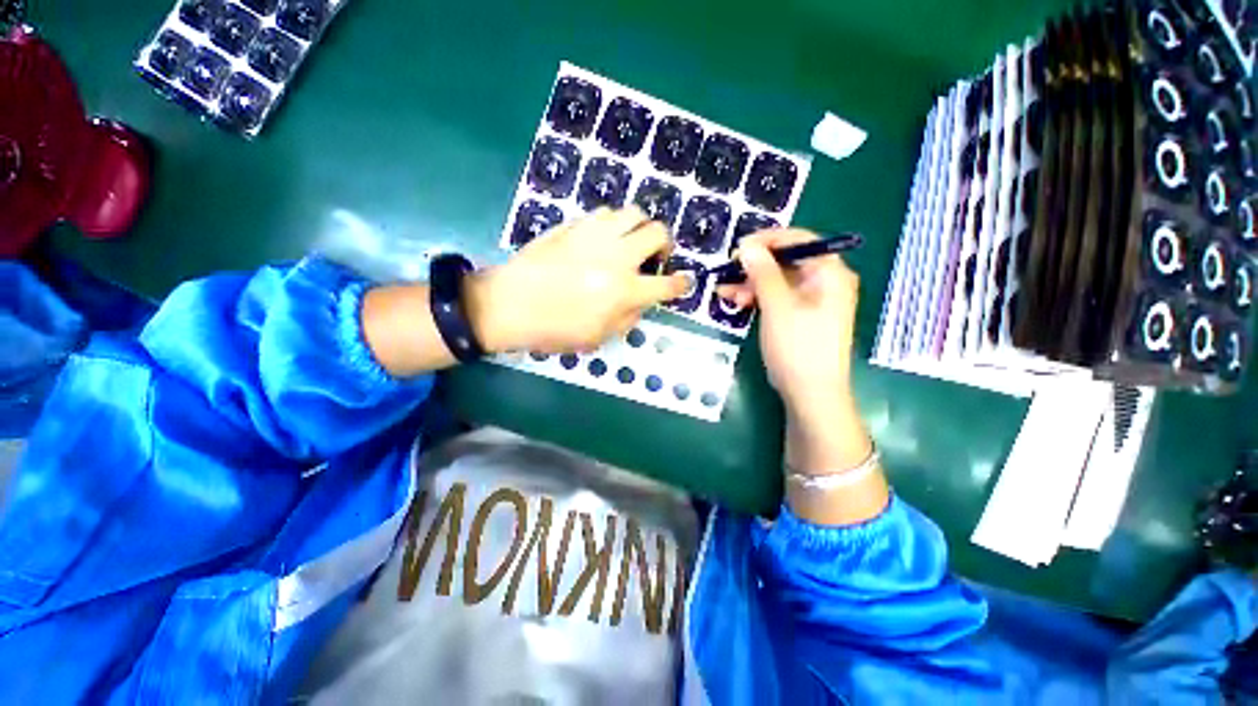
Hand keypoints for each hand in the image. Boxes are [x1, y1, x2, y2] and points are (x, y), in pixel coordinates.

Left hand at [466, 207, 688, 353]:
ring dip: (639, 228)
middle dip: (665, 244)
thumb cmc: (555, 329)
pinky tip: (604, 239)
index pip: (666, 284)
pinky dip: (613, 224)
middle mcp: (616, 256)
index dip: (681, 284)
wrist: (510, 305)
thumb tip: (641, 302)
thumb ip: (628, 318)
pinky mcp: (573, 225)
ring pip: (633, 212)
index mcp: (624, 290)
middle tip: (656, 257)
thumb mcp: (598, 337)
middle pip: (658, 232)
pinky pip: (604, 213)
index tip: (684, 282)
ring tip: (630, 243)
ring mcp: (594, 235)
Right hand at [720, 229, 883, 522]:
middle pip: (786, 261)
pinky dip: (756, 298)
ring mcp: (812, 300)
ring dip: (750, 283)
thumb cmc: (798, 347)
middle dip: (754, 266)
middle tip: (727, 272)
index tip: (739, 247)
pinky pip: (776, 298)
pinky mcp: (799, 317)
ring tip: (724, 291)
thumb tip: (747, 245)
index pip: (800, 240)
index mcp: (830, 273)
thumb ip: (763, 272)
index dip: (768, 239)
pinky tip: (735, 301)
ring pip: (777, 280)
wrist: (810, 394)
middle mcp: (824, 282)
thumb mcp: (778, 306)